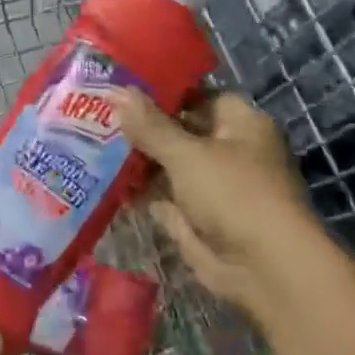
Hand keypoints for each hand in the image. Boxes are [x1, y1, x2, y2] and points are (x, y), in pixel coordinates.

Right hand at [115, 91, 317, 314]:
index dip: (159, 90)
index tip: (119, 83)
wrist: (265, 271)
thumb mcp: (186, 153)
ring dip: (134, 157)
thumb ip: (149, 125)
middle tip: (94, 110)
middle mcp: (227, 150)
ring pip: (166, 163)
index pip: (194, 95)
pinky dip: (136, 189)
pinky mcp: (194, 217)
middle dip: (140, 125)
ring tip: (88, 139)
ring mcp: (210, 186)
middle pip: (177, 129)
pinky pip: (160, 195)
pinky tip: (99, 176)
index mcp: (239, 123)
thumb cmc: (234, 194)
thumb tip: (117, 91)